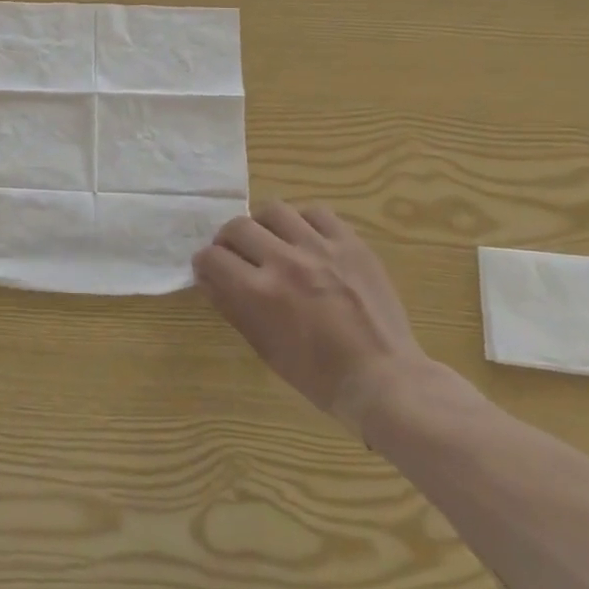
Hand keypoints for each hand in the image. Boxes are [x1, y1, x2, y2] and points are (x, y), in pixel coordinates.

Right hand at [193, 202, 435, 429]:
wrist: (384, 378)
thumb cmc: (318, 375)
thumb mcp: (264, 347)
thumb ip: (231, 306)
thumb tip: (207, 278)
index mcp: (260, 293)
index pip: (212, 258)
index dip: (204, 263)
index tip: (209, 270)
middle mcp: (285, 262)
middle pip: (238, 226)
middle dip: (227, 241)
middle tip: (236, 255)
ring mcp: (321, 248)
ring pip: (274, 210)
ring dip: (263, 225)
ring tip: (270, 241)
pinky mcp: (351, 244)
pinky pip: (317, 213)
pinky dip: (302, 221)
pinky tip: (304, 238)